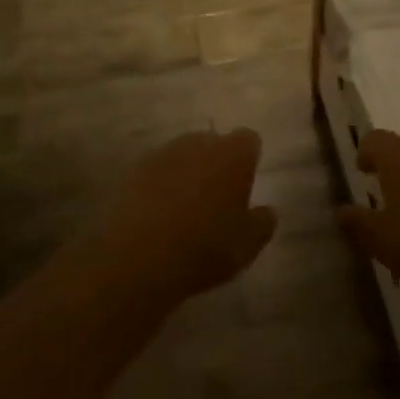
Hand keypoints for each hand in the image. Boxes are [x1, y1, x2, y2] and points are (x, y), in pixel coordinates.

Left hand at [90, 129, 277, 300]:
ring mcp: (162, 154)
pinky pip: (156, 171)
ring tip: (185, 207)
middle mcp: (198, 144)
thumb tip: (266, 210)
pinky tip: (158, 214)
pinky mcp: (133, 171)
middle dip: (217, 162)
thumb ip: (263, 222)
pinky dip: (161, 185)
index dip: (249, 159)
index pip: (249, 140)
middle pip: (213, 143)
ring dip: (187, 172)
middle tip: (217, 197)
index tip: (245, 184)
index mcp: (232, 155)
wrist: (137, 259)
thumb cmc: (204, 248)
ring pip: (183, 155)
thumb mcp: (248, 245)